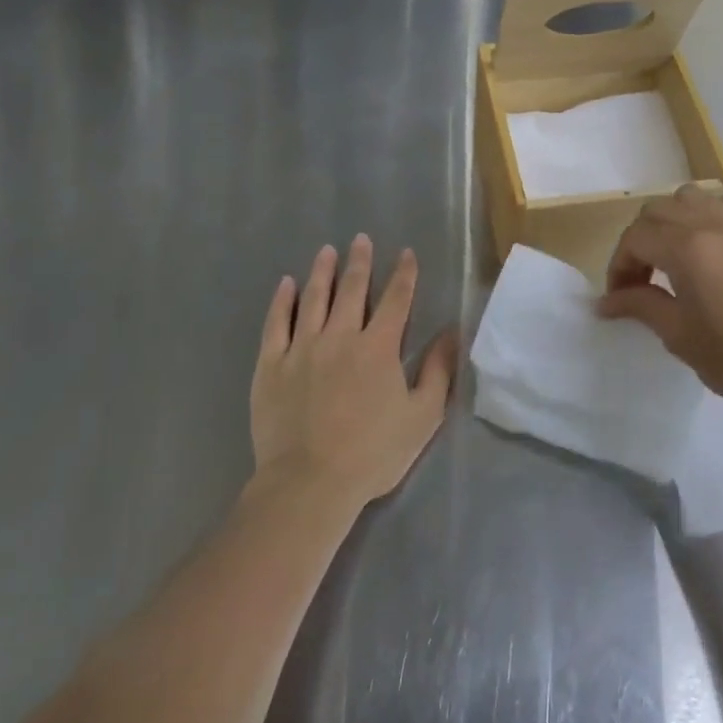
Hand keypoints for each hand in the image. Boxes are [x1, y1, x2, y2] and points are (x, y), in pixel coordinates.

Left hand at [250, 235, 456, 510]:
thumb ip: (438, 370)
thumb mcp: (422, 416)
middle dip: (360, 262)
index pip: (397, 300)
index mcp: (379, 347)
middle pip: (353, 290)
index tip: (406, 254)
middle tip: (361, 239)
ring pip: (313, 299)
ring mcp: (302, 348)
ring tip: (327, 251)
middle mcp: (341, 336)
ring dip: (322, 272)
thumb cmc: (373, 453)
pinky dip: (282, 301)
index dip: (403, 274)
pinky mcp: (271, 365)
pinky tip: (286, 284)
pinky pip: (276, 324)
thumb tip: (451, 332)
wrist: (309, 482)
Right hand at [598, 187, 722, 429]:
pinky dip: (699, 217)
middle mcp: (713, 224)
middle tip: (638, 283)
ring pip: (687, 198)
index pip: (636, 238)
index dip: (619, 267)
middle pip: (657, 211)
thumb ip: (641, 307)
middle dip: (638, 243)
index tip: (619, 300)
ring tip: (668, 260)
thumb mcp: (681, 337)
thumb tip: (606, 302)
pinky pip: (719, 204)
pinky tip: (702, 251)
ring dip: (667, 223)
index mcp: (690, 249)